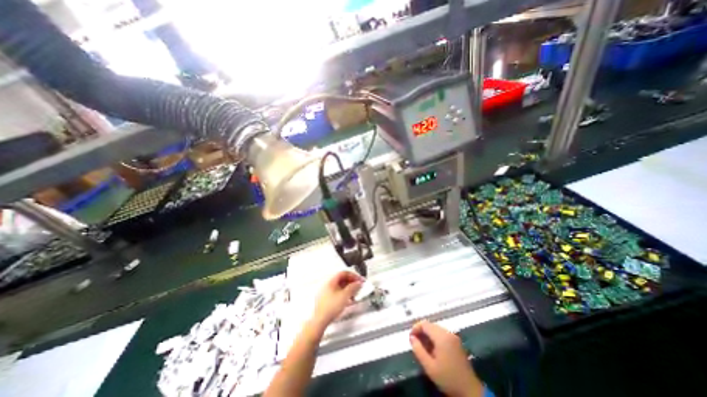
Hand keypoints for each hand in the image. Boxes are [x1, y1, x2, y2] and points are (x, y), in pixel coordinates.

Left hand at [312, 272, 361, 326]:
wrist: (319, 321)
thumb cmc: (330, 307)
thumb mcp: (345, 295)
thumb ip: (353, 287)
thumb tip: (358, 283)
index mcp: (331, 280)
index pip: (344, 273)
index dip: (353, 275)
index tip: (360, 280)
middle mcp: (327, 284)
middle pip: (341, 279)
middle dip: (351, 283)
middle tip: (358, 287)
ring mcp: (325, 291)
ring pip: (339, 286)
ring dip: (348, 289)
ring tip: (354, 295)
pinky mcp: (325, 299)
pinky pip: (336, 293)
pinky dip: (343, 294)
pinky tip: (347, 301)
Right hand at [409, 319, 486, 396]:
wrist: (470, 391)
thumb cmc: (448, 378)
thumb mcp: (429, 366)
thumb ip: (418, 350)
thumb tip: (411, 338)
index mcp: (441, 336)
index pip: (425, 324)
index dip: (415, 328)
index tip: (411, 337)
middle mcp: (448, 333)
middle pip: (430, 325)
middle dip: (421, 331)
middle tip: (416, 343)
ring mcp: (453, 337)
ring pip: (436, 329)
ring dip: (428, 335)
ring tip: (423, 347)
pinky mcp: (456, 342)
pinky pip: (442, 334)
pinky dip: (435, 338)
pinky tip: (433, 349)